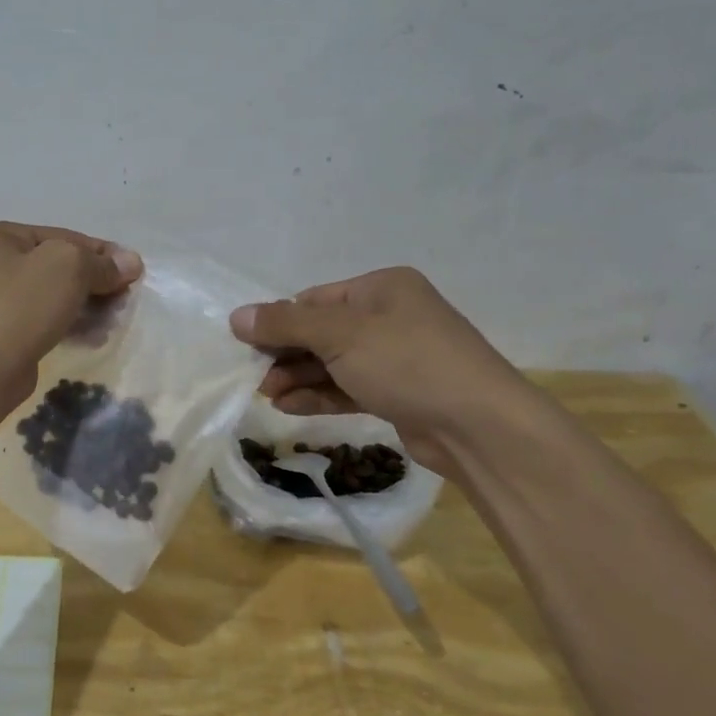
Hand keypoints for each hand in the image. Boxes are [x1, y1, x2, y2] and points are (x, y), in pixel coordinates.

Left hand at [0, 221, 141, 404]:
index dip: (102, 253)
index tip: (134, 272)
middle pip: (59, 266)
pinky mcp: (3, 333)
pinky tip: (95, 337)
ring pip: (54, 295)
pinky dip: (71, 325)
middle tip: (125, 300)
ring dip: (88, 306)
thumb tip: (131, 262)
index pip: (63, 236)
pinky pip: (45, 320)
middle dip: (96, 282)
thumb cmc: (20, 306)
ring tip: (114, 321)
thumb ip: (102, 263)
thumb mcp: (68, 267)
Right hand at [229, 267, 530, 474]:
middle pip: (321, 332)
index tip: (248, 347)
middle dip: (286, 355)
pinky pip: (348, 388)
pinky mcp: (398, 394)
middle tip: (256, 378)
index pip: (314, 300)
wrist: (478, 426)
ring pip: (333, 363)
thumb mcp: (340, 335)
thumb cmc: (407, 363)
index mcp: (382, 288)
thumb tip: (236, 316)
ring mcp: (396, 357)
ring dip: (298, 378)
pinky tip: (290, 407)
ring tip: (267, 397)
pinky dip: (319, 395)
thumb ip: (285, 323)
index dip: (279, 322)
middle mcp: (390, 316)